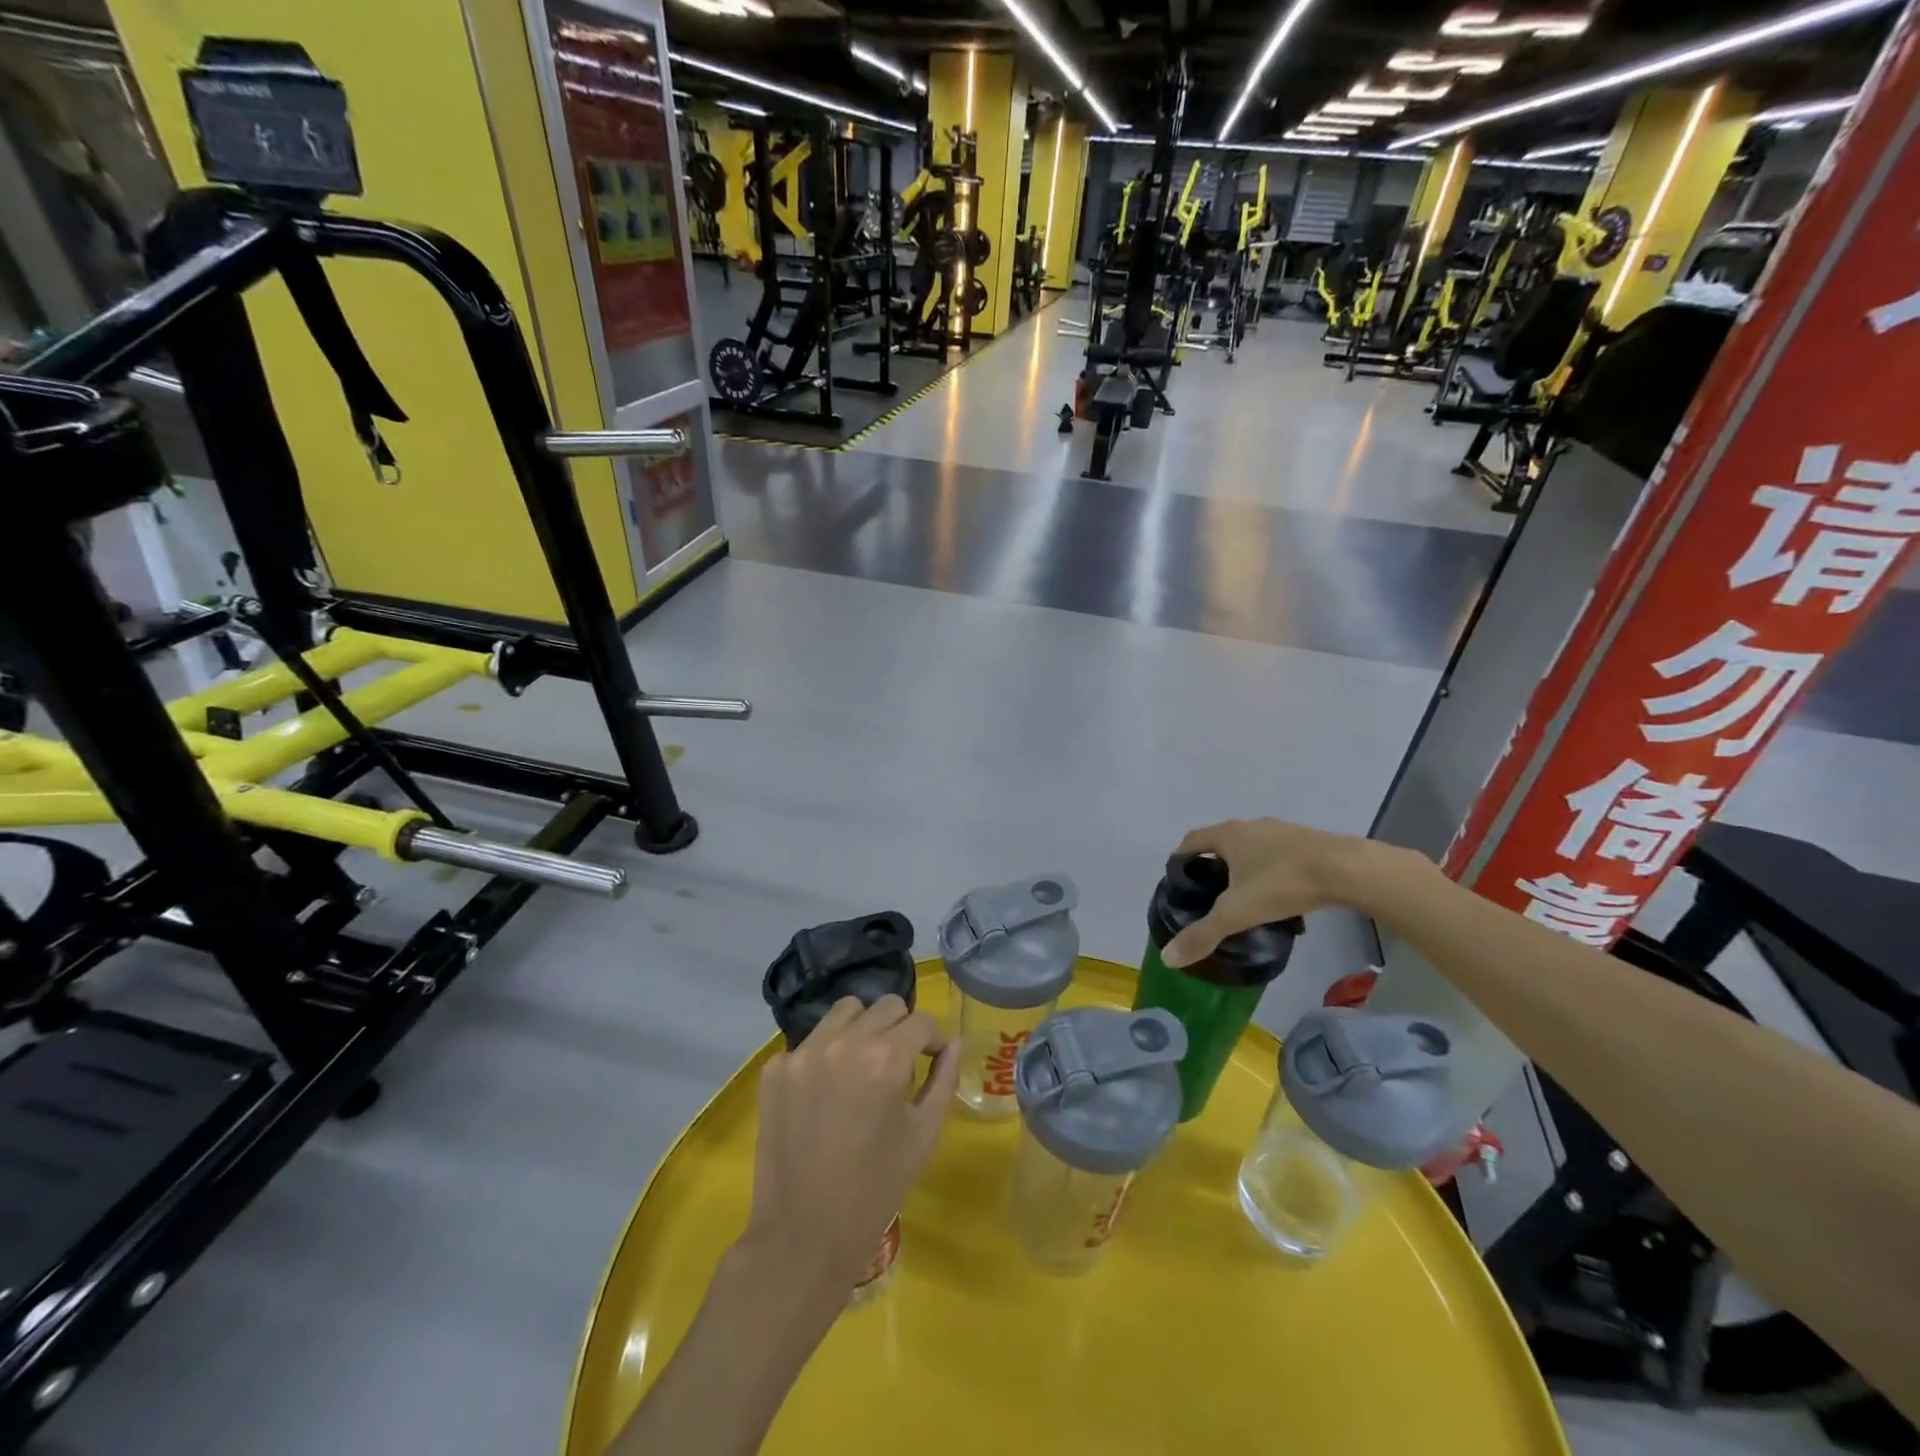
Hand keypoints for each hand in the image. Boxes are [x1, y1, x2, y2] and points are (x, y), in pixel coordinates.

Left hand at [741, 995, 959, 1292]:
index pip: (921, 1020)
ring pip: (844, 1011)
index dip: (932, 1039)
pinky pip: (810, 1041)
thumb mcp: (923, 1135)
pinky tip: (826, 1092)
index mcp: (885, 1058)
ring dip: (862, 1029)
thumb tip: (953, 1042)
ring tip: (861, 1067)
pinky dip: (825, 1055)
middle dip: (900, 1029)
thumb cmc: (876, 1189)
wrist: (804, 1234)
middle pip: (885, 1006)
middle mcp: (844, 1043)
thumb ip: (944, 1080)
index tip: (930, 1060)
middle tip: (898, 1065)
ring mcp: (803, 1052)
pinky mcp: (775, 1070)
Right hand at [1161, 818, 1380, 967]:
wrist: (1347, 869)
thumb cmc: (1282, 882)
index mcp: (1228, 835)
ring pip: (1252, 847)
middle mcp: (1251, 826)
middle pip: (1221, 842)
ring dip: (1242, 866)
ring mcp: (1281, 831)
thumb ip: (1203, 934)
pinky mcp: (1307, 842)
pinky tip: (1278, 894)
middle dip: (1211, 864)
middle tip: (1208, 893)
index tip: (1178, 881)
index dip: (1180, 859)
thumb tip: (1169, 958)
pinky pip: (1278, 854)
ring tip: (1243, 896)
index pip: (1191, 840)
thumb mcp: (1237, 913)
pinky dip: (1270, 870)